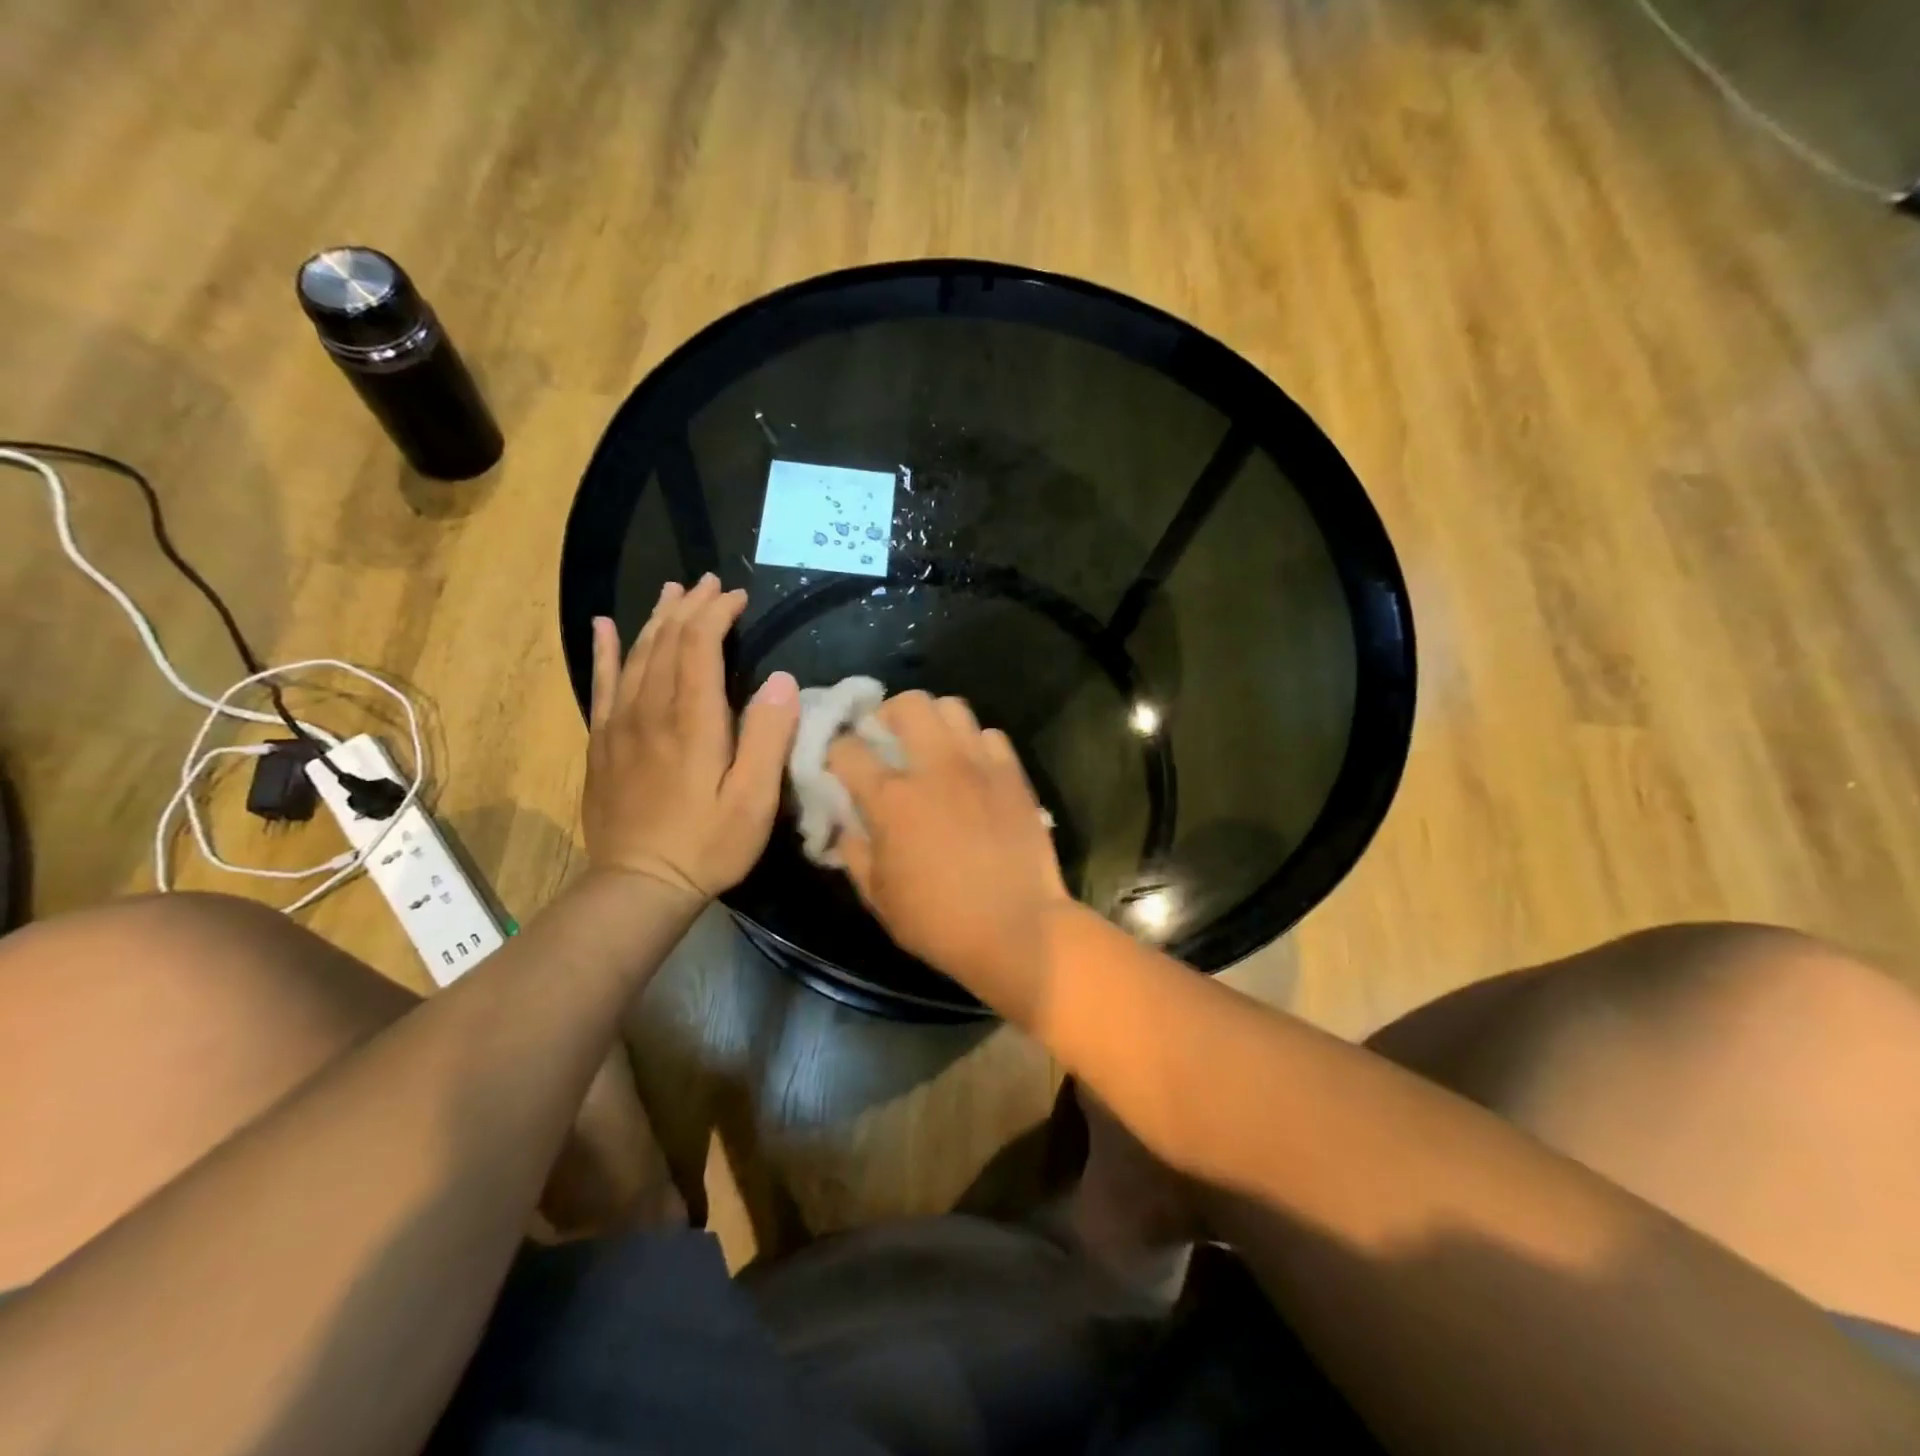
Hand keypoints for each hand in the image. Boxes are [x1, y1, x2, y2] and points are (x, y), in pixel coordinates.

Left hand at [583, 574, 798, 898]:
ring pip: (636, 655)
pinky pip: (602, 684)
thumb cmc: (708, 844)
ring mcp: (620, 725)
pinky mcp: (603, 742)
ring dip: (656, 619)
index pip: (699, 646)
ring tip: (671, 591)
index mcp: (693, 721)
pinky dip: (605, 651)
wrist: (639, 884)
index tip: (737, 597)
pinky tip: (604, 627)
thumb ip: (768, 737)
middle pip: (666, 642)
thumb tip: (782, 679)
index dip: (716, 614)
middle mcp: (652, 711)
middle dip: (689, 606)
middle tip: (709, 583)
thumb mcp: (754, 800)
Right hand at [828, 691, 1072, 994]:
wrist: (1018, 930)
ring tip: (929, 745)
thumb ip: (853, 851)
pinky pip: (991, 735)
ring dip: (932, 720)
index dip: (834, 751)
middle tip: (885, 739)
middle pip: (906, 704)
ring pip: (952, 707)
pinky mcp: (1013, 774)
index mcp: (892, 798)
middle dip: (886, 714)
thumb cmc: (939, 921)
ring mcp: (979, 765)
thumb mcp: (878, 896)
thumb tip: (843, 824)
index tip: (836, 765)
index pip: (847, 749)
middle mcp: (935, 767)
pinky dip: (974, 743)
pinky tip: (971, 767)